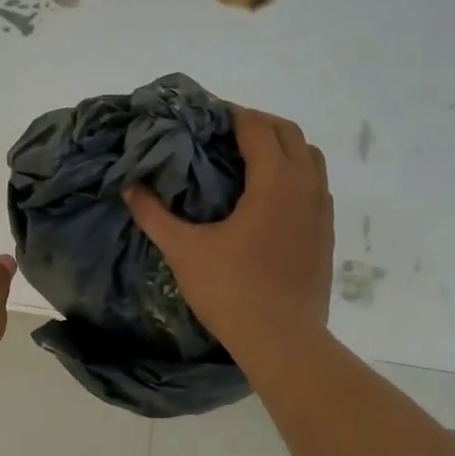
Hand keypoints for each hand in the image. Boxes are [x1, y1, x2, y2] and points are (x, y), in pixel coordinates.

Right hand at [124, 108, 332, 357]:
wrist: (283, 340)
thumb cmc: (232, 290)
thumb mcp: (184, 251)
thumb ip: (154, 215)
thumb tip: (128, 187)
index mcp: (274, 182)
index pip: (258, 128)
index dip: (232, 115)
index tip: (207, 116)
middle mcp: (305, 187)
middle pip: (290, 133)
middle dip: (259, 124)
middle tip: (225, 134)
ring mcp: (322, 211)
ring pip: (310, 158)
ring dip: (283, 147)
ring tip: (249, 160)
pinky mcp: (326, 234)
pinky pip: (315, 186)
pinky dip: (295, 175)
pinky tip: (269, 199)